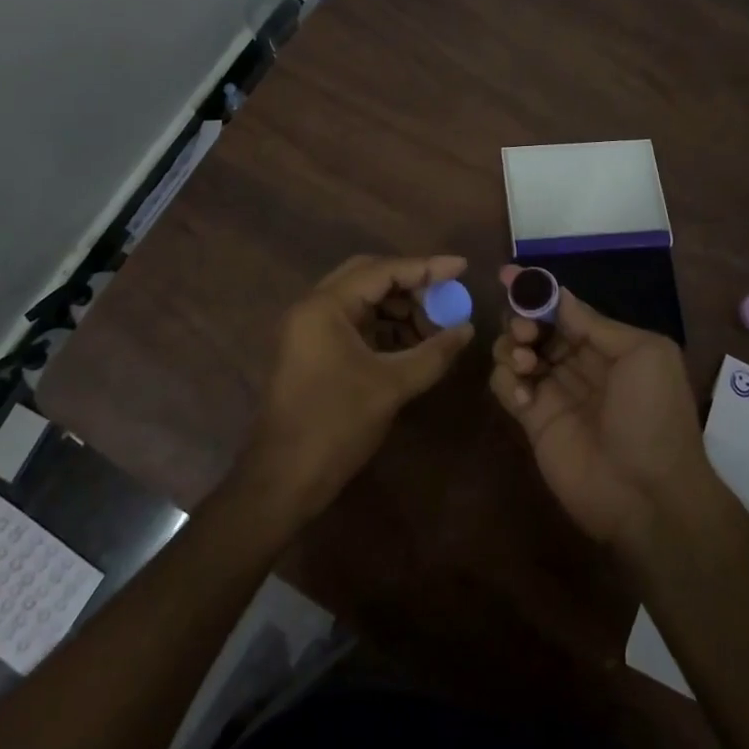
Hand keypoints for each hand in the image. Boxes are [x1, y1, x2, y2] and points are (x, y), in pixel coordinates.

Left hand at [240, 254, 473, 524]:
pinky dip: (383, 328)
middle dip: (411, 285)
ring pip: (361, 300)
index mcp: (325, 306)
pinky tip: (411, 344)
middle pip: (369, 277)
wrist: (282, 480)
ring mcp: (309, 329)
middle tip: (446, 296)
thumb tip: (467, 329)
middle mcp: (313, 307)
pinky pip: (353, 323)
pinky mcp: (311, 350)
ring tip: (434, 327)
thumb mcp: (391, 386)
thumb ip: (433, 353)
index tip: (462, 267)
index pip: (382, 270)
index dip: (426, 267)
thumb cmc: (335, 426)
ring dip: (398, 308)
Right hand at [487, 266, 709, 550]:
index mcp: (606, 343)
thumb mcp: (643, 354)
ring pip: (514, 350)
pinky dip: (505, 381)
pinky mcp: (532, 420)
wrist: (648, 495)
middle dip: (521, 317)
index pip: (564, 307)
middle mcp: (576, 362)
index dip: (537, 290)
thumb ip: (595, 323)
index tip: (509, 275)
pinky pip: (505, 386)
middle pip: (534, 324)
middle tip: (524, 330)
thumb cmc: (653, 415)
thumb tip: (558, 295)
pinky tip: (523, 396)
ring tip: (525, 363)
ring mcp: (553, 391)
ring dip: (511, 346)